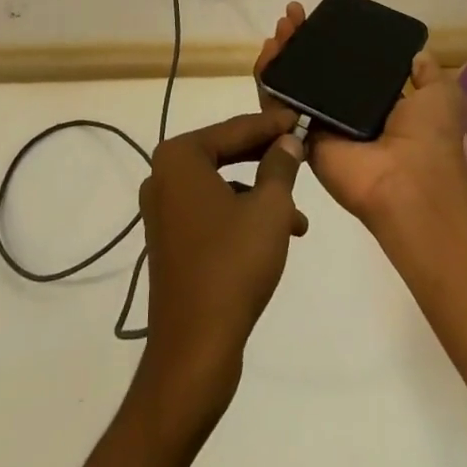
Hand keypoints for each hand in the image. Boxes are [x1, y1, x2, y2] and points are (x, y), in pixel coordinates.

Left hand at [137, 111, 308, 412]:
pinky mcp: (171, 239)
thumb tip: (288, 141)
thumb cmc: (232, 265)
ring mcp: (164, 209)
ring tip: (298, 215)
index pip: (235, 128)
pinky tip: (276, 236)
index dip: (272, 124)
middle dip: (267, 156)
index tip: (300, 117)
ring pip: (222, 184)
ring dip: (260, 192)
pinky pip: (212, 210)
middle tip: (301, 152)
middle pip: (226, 152)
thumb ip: (280, 166)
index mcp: (180, 156)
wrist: (194, 350)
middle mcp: (164, 175)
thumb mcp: (270, 209)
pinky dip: (243, 215)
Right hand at [255, 1, 466, 228]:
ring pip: (290, 85)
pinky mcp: (299, 139)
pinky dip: (267, 81)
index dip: (329, 41)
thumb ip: (427, 73)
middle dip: (299, 41)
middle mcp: (344, 114)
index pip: (343, 66)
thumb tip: (418, 53)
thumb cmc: (429, 138)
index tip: (319, 17)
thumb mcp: (440, 95)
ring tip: (279, 30)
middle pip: (311, 71)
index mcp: (374, 104)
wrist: (411, 184)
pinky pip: (276, 108)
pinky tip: (265, 55)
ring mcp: (319, 126)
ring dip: (280, 55)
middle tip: (292, 16)